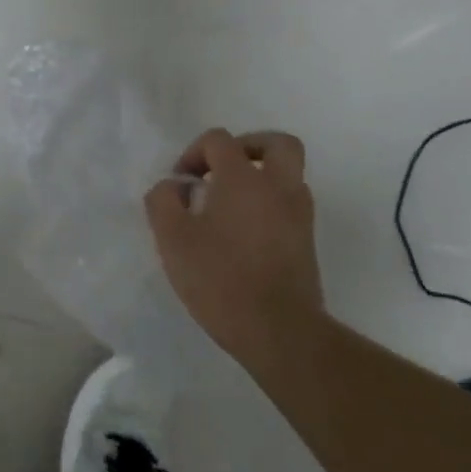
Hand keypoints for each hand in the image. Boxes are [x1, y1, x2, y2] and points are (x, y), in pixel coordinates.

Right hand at [145, 129, 322, 373]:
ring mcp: (299, 214)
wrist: (279, 331)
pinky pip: (290, 204)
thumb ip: (163, 201)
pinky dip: (269, 204)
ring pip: (288, 175)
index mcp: (243, 178)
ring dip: (261, 177)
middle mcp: (278, 187)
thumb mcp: (172, 238)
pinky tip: (244, 232)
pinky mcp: (307, 242)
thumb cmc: (220, 278)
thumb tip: (173, 187)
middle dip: (248, 147)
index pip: (219, 140)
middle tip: (223, 169)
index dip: (194, 153)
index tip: (181, 183)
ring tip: (231, 204)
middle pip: (276, 143)